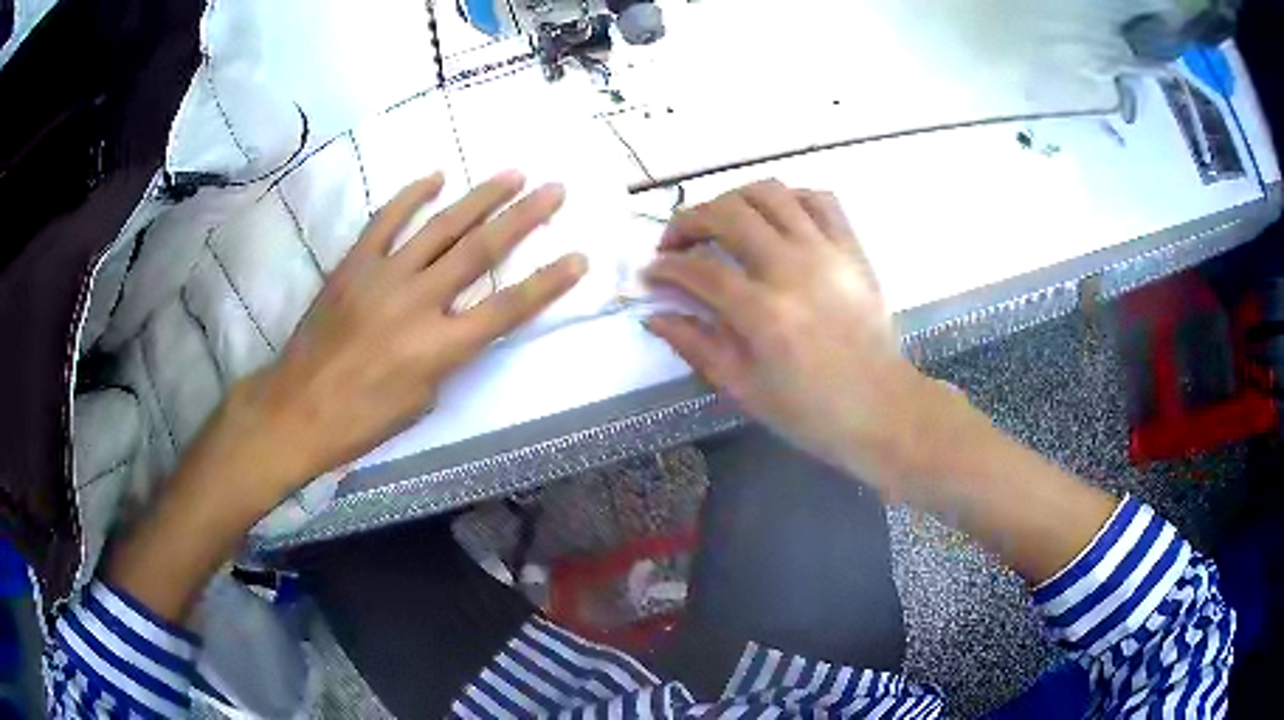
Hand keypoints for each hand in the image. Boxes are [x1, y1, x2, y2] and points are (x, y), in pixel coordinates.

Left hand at [209, 170, 586, 507]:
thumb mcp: (421, 402)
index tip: (578, 257)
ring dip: (480, 198)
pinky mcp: (353, 266)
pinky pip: (385, 222)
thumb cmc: (361, 420)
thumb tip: (454, 322)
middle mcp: (417, 304)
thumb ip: (446, 356)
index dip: (547, 283)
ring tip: (513, 174)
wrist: (297, 409)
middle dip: (524, 218)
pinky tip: (435, 177)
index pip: (507, 309)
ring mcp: (383, 278)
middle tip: (554, 190)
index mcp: (438, 349)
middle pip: (481, 253)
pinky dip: (410, 197)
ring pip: (440, 228)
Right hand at [645, 179, 940, 494]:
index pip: (699, 269)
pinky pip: (819, 199)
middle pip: (728, 214)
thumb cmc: (810, 410)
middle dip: (688, 220)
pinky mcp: (852, 248)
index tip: (651, 273)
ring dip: (733, 199)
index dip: (666, 267)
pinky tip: (775, 219)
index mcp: (763, 313)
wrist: (881, 409)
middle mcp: (793, 269)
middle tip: (676, 242)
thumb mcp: (744, 388)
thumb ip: (696, 344)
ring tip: (721, 222)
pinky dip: (790, 198)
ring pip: (770, 193)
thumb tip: (654, 315)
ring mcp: (827, 252)